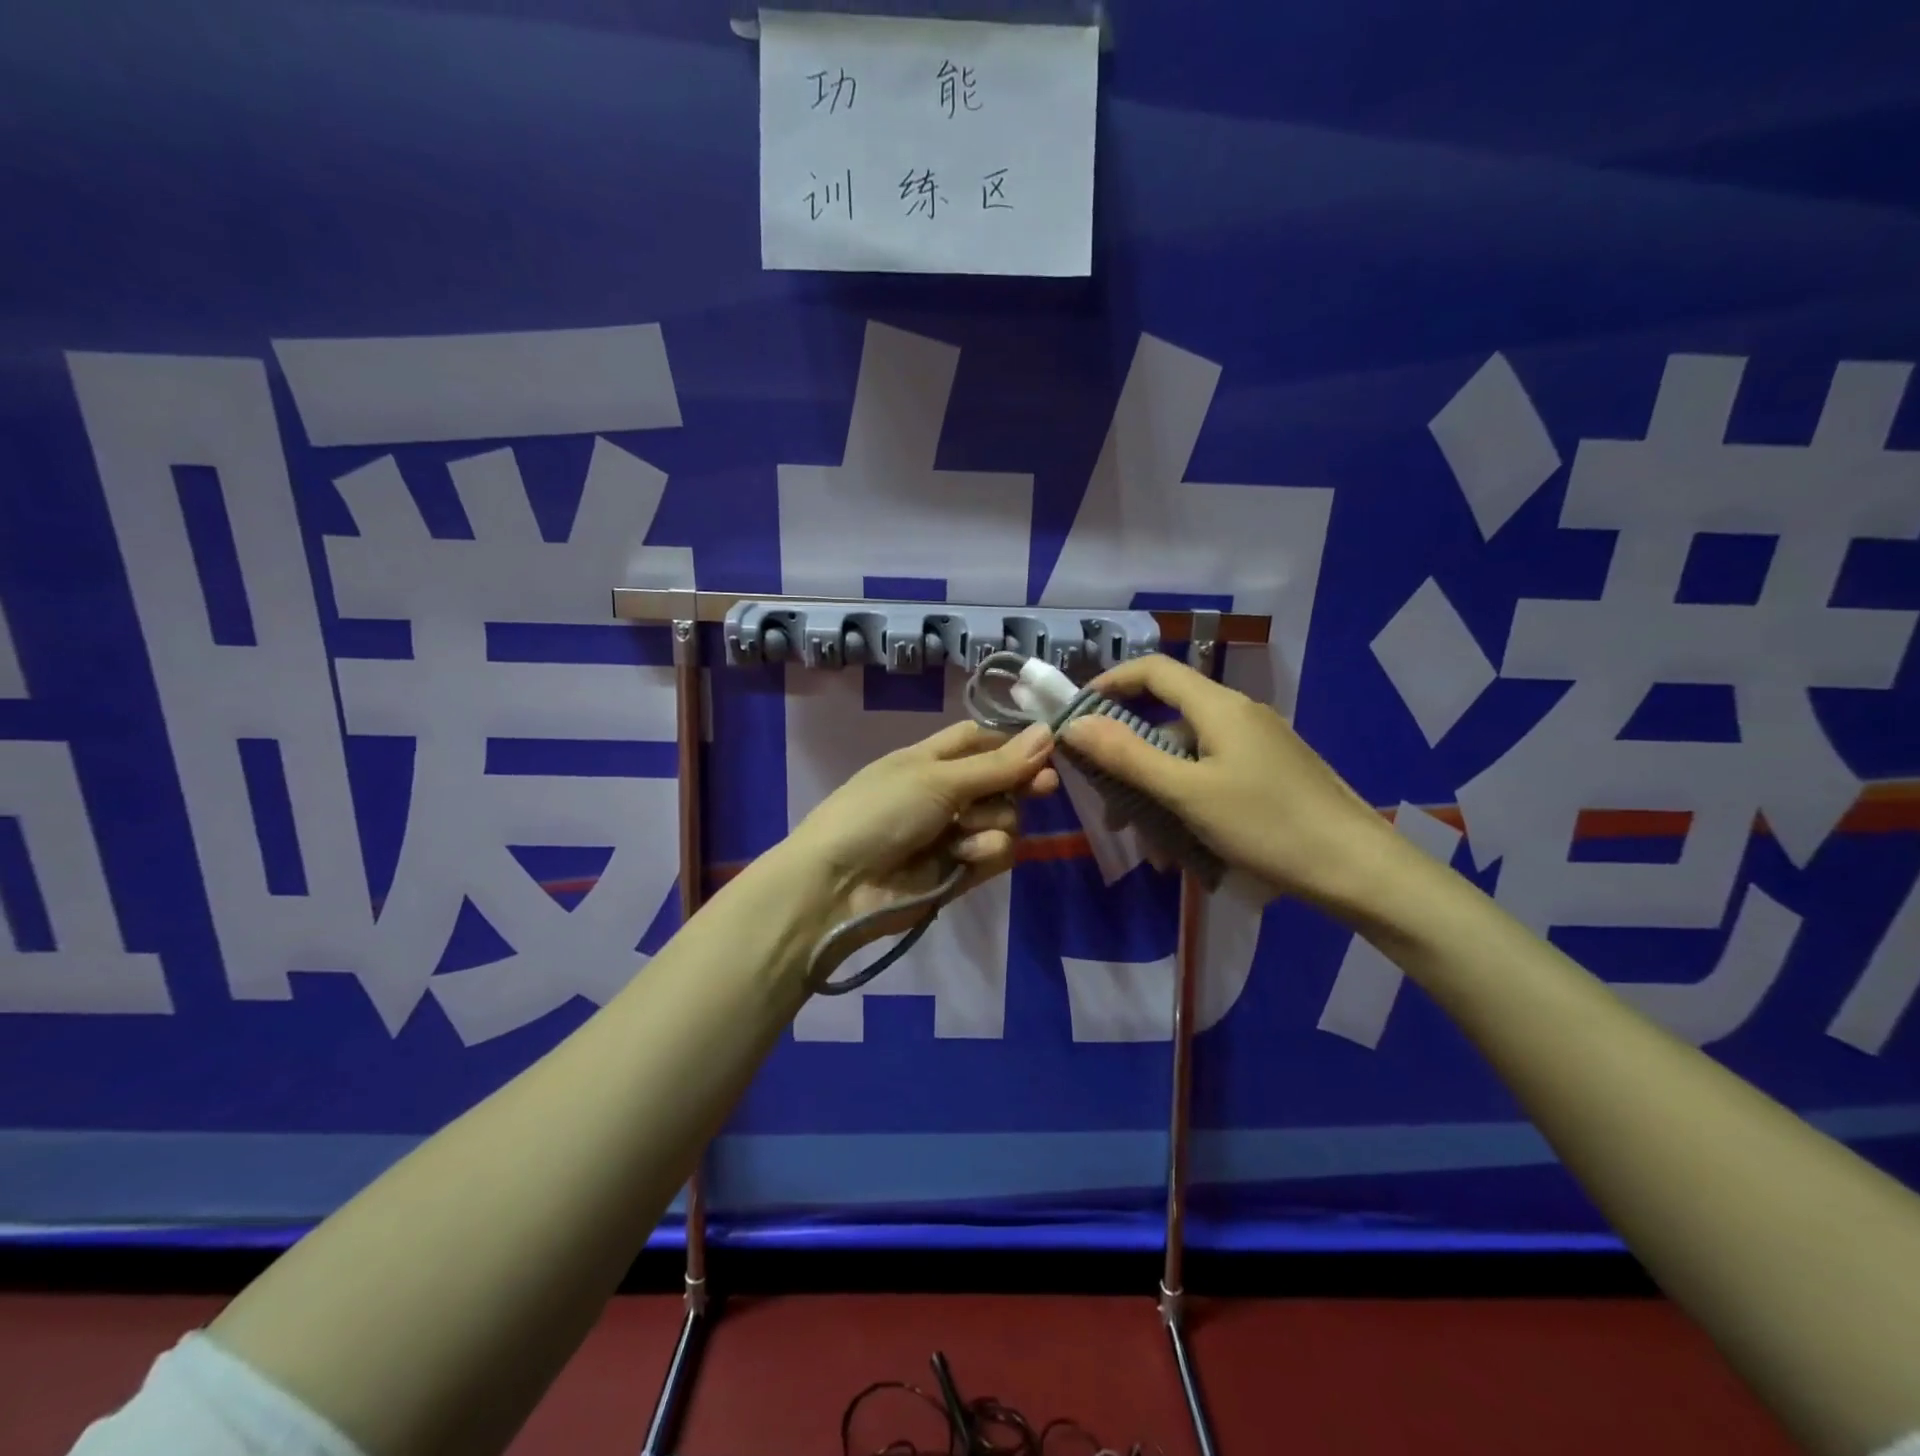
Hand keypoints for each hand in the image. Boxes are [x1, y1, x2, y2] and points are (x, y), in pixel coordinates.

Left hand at [788, 720, 1058, 951]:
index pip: (982, 740)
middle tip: (1043, 786)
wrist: (840, 885)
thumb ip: (997, 764)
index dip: (1013, 741)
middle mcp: (947, 792)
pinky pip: (997, 853)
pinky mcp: (962, 870)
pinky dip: (984, 853)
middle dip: (1020, 783)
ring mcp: (955, 833)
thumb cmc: (881, 812)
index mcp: (932, 759)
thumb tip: (1048, 731)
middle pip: (1003, 780)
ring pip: (1005, 819)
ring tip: (962, 833)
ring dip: (992, 824)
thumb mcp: (937, 779)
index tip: (1049, 745)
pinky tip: (963, 858)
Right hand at [1061, 654, 1399, 916]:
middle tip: (1109, 804)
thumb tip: (1074, 724)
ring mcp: (1258, 746)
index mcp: (1218, 707)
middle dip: (1130, 760)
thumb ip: (1128, 756)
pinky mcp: (1270, 774)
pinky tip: (1185, 850)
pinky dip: (1188, 803)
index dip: (1110, 683)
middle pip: (1166, 720)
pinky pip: (1212, 777)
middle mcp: (1238, 715)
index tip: (1077, 715)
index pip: (1152, 670)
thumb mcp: (1187, 792)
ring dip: (1158, 794)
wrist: (1358, 869)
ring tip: (1150, 846)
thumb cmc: (1267, 825)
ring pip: (1188, 757)